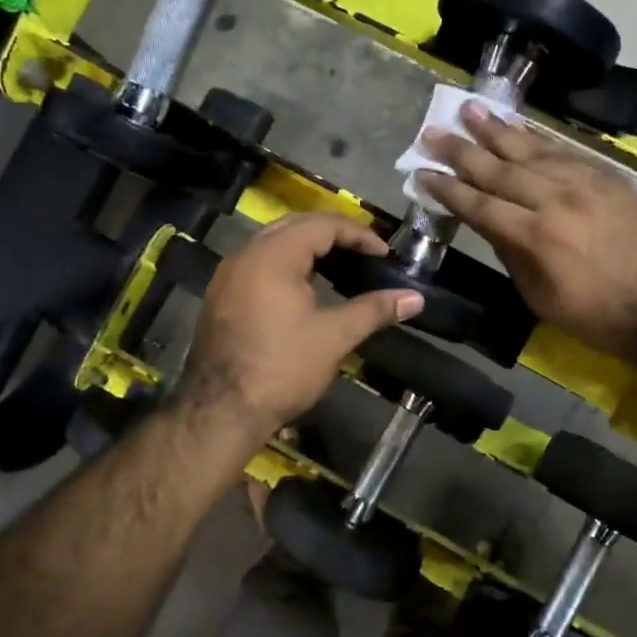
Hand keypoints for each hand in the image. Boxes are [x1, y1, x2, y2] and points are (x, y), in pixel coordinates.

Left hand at [176, 212, 424, 440]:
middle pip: (294, 226)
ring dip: (307, 248)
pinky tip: (303, 288)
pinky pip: (258, 264)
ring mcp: (227, 276)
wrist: (221, 410)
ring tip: (339, 267)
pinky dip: (285, 265)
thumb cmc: (282, 367)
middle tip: (363, 253)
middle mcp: (245, 255)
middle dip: (332, 234)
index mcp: (273, 255)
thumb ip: (374, 310)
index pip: (321, 225)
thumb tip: (416, 298)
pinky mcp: (220, 297)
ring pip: (272, 244)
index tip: (384, 254)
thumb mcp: (334, 336)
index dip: (358, 235)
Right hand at [419, 104, 636, 365]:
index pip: (479, 205)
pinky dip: (537, 138)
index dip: (448, 189)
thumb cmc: (594, 315)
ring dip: (497, 130)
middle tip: (433, 132)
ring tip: (470, 109)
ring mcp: (585, 184)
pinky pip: (564, 151)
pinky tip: (518, 128)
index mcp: (535, 237)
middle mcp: (556, 200)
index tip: (422, 172)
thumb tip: (490, 223)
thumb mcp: (539, 296)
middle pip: (499, 169)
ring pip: (531, 150)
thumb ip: (511, 254)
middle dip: (462, 151)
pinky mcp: (607, 178)